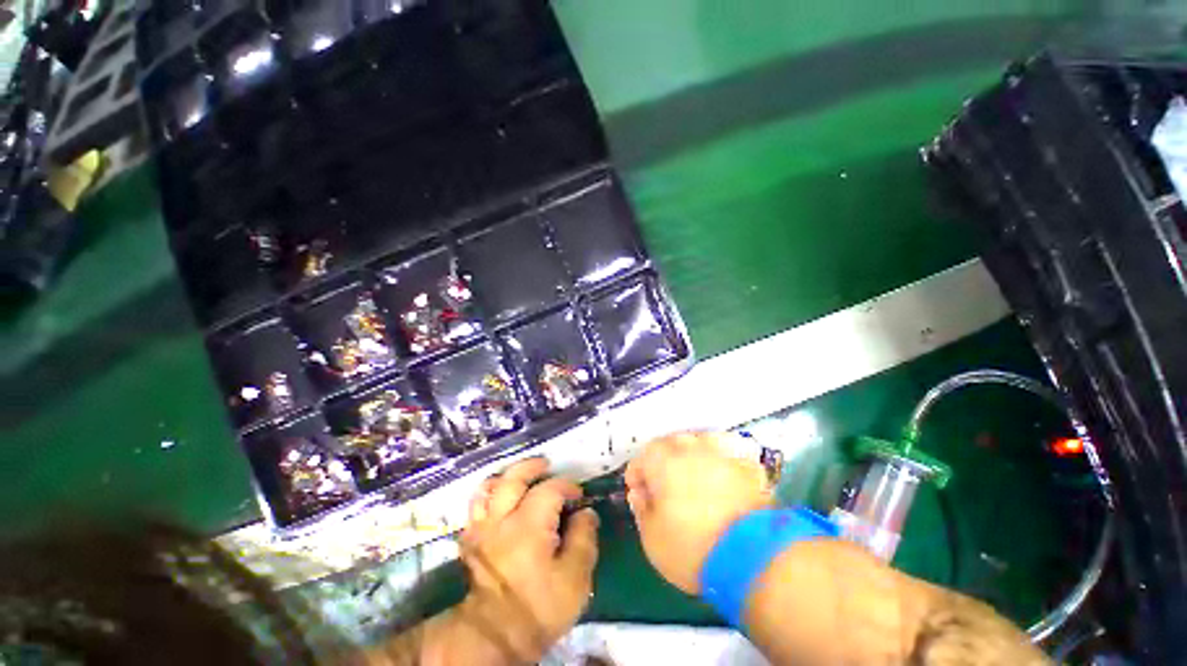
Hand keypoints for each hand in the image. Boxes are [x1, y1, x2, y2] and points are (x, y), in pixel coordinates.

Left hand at [457, 458, 598, 663]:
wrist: (495, 636)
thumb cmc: (540, 607)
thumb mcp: (575, 578)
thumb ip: (584, 538)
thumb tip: (587, 513)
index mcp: (529, 524)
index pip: (551, 489)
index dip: (568, 486)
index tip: (579, 495)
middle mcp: (502, 518)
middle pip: (514, 476)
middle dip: (533, 466)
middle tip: (547, 466)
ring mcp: (482, 527)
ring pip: (489, 486)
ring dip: (507, 476)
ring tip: (522, 476)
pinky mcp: (470, 539)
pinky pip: (475, 506)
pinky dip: (488, 495)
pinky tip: (500, 499)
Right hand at [625, 432, 772, 593]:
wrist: (753, 558)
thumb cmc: (692, 548)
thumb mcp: (652, 538)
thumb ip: (641, 510)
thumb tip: (639, 494)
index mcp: (663, 461)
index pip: (642, 457)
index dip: (637, 475)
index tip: (639, 494)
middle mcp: (690, 448)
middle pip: (670, 443)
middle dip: (662, 460)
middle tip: (662, 485)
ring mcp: (721, 454)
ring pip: (700, 441)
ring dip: (691, 454)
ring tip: (692, 474)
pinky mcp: (746, 467)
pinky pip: (728, 453)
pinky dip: (721, 461)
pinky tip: (723, 474)